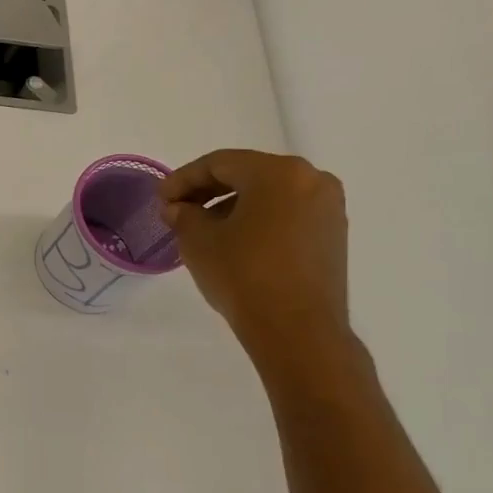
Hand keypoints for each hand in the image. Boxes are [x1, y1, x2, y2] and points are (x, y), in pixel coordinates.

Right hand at [160, 149, 350, 356]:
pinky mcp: (332, 234)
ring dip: (233, 205)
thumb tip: (180, 208)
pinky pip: (287, 213)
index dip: (183, 178)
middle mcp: (311, 180)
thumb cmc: (243, 275)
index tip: (160, 198)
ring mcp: (327, 207)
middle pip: (248, 174)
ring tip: (202, 228)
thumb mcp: (198, 241)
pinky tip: (234, 240)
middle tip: (177, 209)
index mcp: (278, 173)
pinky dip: (258, 219)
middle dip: (208, 190)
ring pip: (269, 194)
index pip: (220, 163)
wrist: (296, 329)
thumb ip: (184, 215)